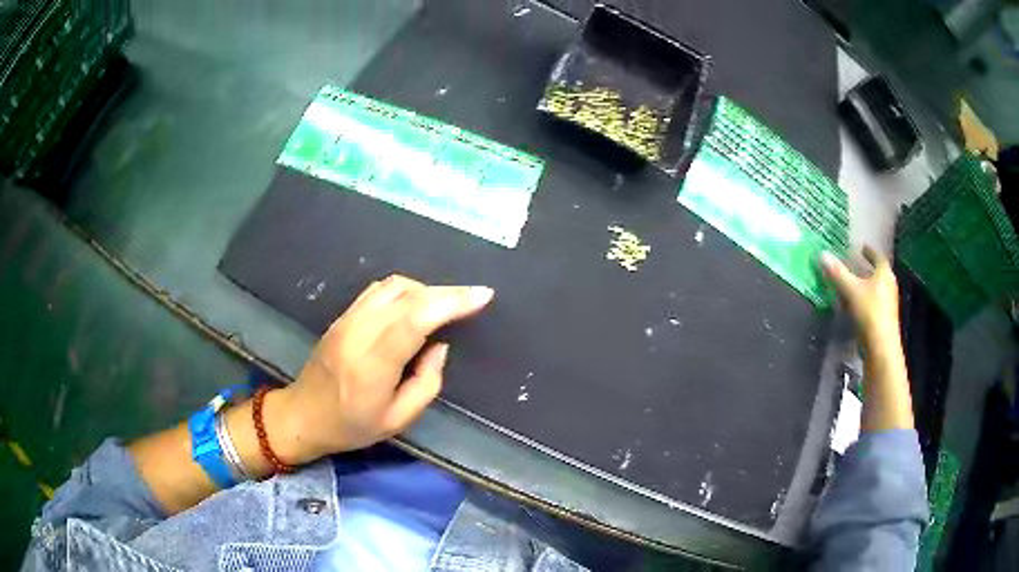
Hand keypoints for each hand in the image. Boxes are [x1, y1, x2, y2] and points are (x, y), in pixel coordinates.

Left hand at [275, 275, 493, 461]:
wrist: (303, 415)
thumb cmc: (351, 426)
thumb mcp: (398, 420)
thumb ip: (426, 382)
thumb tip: (439, 345)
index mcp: (373, 365)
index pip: (415, 320)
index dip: (451, 303)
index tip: (482, 296)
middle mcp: (358, 334)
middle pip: (408, 296)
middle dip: (447, 292)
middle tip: (474, 296)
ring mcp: (347, 320)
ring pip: (392, 286)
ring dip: (425, 289)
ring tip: (445, 303)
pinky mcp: (342, 316)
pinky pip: (378, 290)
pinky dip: (404, 290)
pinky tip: (415, 303)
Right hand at [820, 247, 913, 431]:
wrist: (881, 348)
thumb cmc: (869, 313)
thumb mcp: (850, 291)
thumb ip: (837, 274)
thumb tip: (822, 255)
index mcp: (884, 274)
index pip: (878, 256)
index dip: (869, 252)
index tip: (861, 248)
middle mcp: (889, 286)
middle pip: (878, 273)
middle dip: (867, 270)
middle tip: (855, 266)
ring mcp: (888, 305)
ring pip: (876, 290)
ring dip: (865, 286)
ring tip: (852, 286)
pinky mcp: (884, 321)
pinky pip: (873, 304)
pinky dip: (864, 301)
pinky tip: (854, 307)